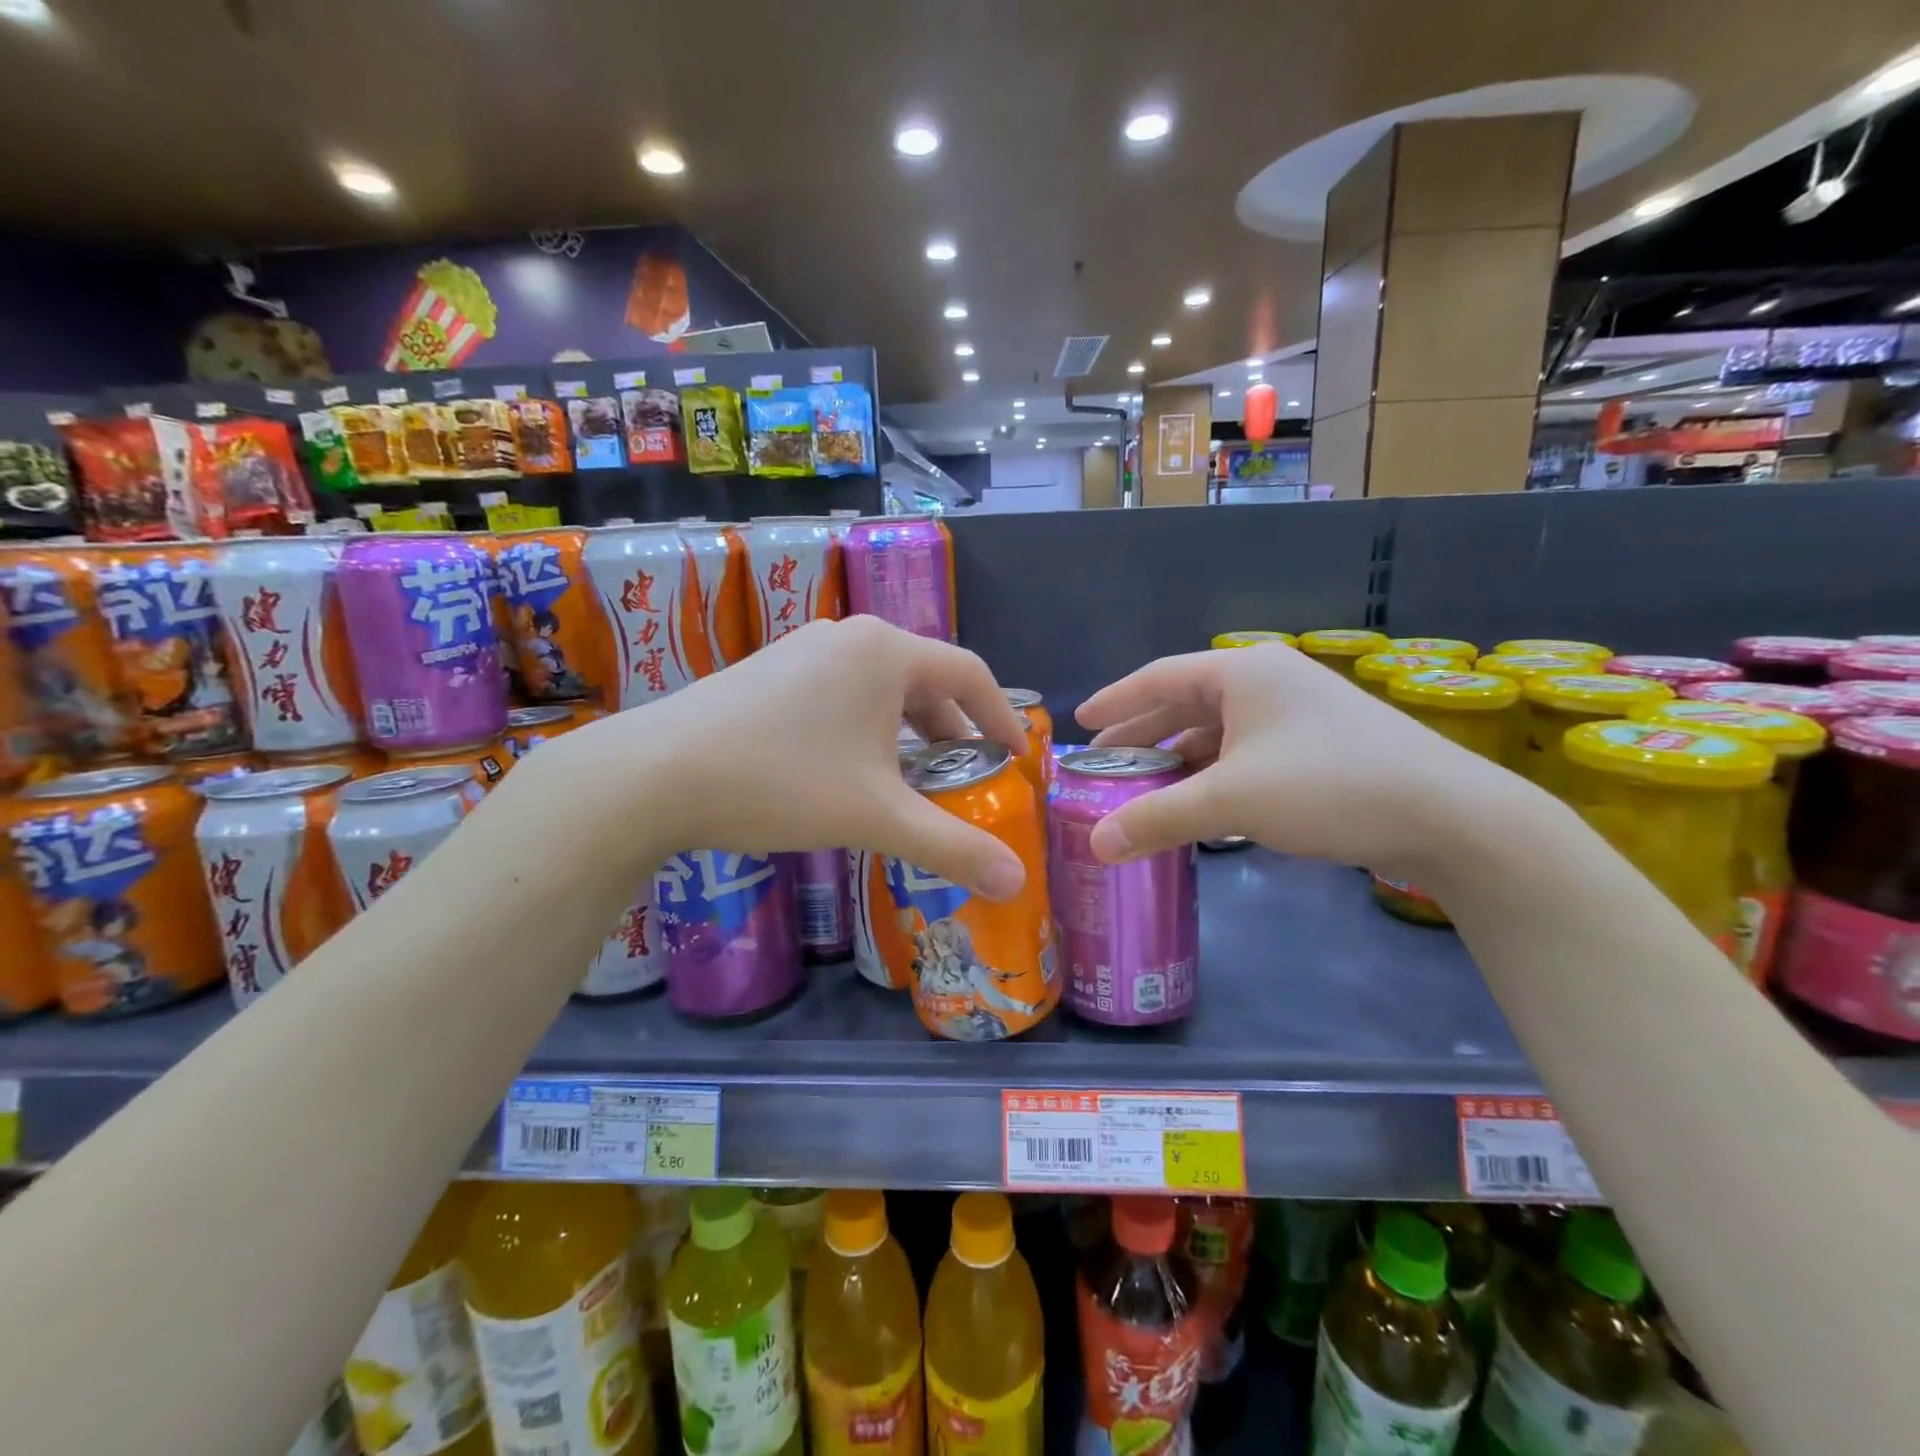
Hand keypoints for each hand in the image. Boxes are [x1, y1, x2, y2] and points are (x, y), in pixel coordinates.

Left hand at [562, 616, 1031, 897]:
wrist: (655, 774)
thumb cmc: (783, 782)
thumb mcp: (878, 817)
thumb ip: (952, 847)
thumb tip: (1016, 882)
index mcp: (886, 652)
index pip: (969, 674)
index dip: (1002, 717)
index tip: (1016, 758)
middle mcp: (848, 637)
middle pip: (924, 678)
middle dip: (953, 728)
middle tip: (966, 774)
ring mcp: (802, 649)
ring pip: (879, 686)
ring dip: (907, 729)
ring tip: (912, 776)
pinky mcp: (768, 670)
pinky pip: (839, 692)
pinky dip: (865, 726)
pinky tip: (850, 768)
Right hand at [1074, 645, 1512, 871]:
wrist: (1450, 815)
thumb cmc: (1327, 787)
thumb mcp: (1231, 801)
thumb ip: (1156, 818)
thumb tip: (1094, 845)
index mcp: (1242, 673)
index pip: (1158, 678)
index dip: (1115, 701)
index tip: (1081, 721)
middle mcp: (1268, 682)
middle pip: (1186, 703)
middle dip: (1142, 734)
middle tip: (1103, 762)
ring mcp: (1298, 713)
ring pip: (1218, 731)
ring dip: (1178, 758)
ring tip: (1143, 786)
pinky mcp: (1320, 745)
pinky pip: (1246, 751)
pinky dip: (1215, 773)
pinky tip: (1200, 801)